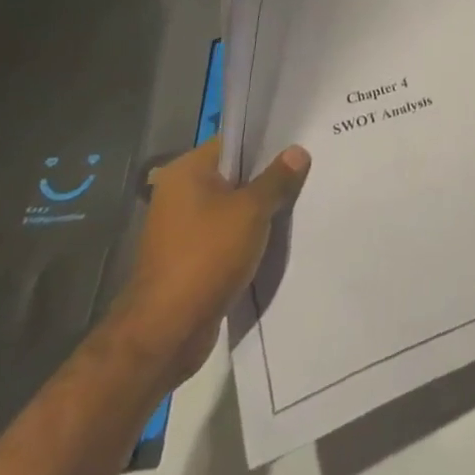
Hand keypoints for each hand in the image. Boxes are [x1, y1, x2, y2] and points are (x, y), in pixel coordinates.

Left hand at [110, 137, 310, 387]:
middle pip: (234, 174)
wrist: (166, 332)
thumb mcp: (251, 211)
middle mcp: (179, 194)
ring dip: (261, 208)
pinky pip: (227, 234)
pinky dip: (249, 234)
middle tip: (308, 169)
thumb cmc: (207, 256)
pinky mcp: (190, 257)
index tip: (300, 141)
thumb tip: (298, 151)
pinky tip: (279, 235)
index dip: (267, 141)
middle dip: (268, 176)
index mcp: (186, 172)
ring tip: (300, 199)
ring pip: (233, 206)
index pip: (234, 142)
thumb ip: (277, 178)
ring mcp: (182, 228)